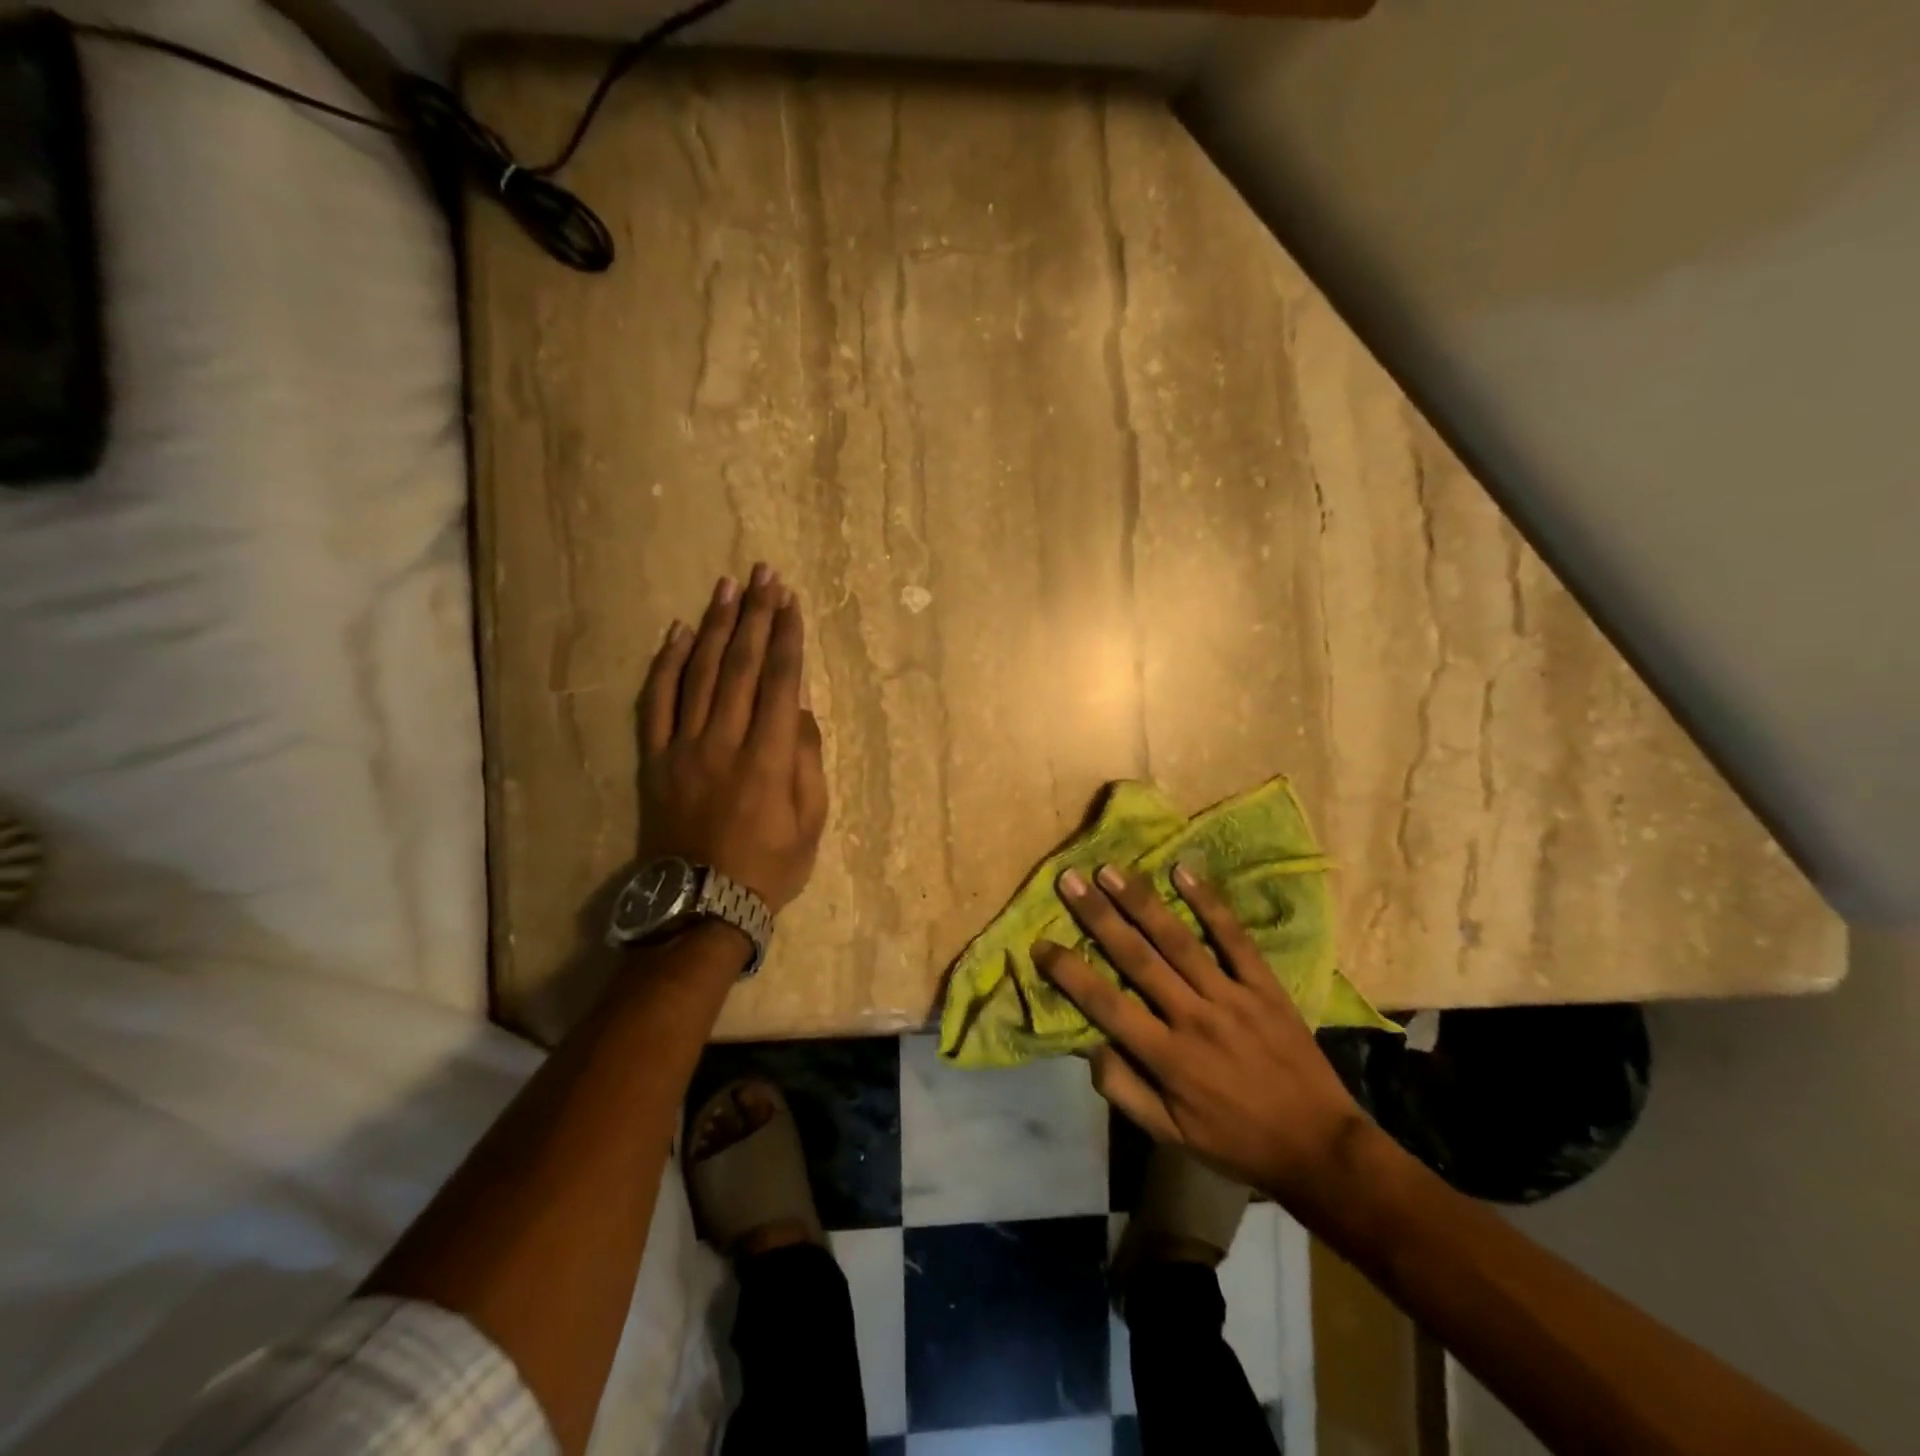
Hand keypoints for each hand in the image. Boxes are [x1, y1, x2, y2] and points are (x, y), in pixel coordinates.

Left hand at [637, 565, 828, 912]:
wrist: (702, 905)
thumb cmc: (769, 866)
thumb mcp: (811, 821)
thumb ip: (808, 759)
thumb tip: (802, 707)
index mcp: (768, 758)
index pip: (781, 682)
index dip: (788, 637)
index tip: (792, 601)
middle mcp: (725, 741)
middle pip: (742, 665)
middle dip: (757, 616)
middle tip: (765, 574)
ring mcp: (684, 747)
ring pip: (701, 673)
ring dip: (717, 626)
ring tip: (728, 586)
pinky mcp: (656, 759)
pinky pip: (657, 703)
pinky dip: (668, 664)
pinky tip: (679, 633)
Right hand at [1035, 863, 1374, 1214]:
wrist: (1318, 1148)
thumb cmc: (1234, 1142)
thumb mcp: (1171, 1136)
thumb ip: (1124, 1090)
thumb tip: (1088, 1045)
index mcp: (1167, 1058)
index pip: (1106, 1005)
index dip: (1070, 973)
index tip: (1040, 944)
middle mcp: (1193, 1019)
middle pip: (1137, 959)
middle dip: (1099, 917)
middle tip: (1070, 880)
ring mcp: (1232, 997)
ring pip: (1179, 941)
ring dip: (1141, 902)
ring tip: (1110, 870)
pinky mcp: (1264, 987)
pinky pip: (1234, 938)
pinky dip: (1210, 903)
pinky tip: (1184, 872)